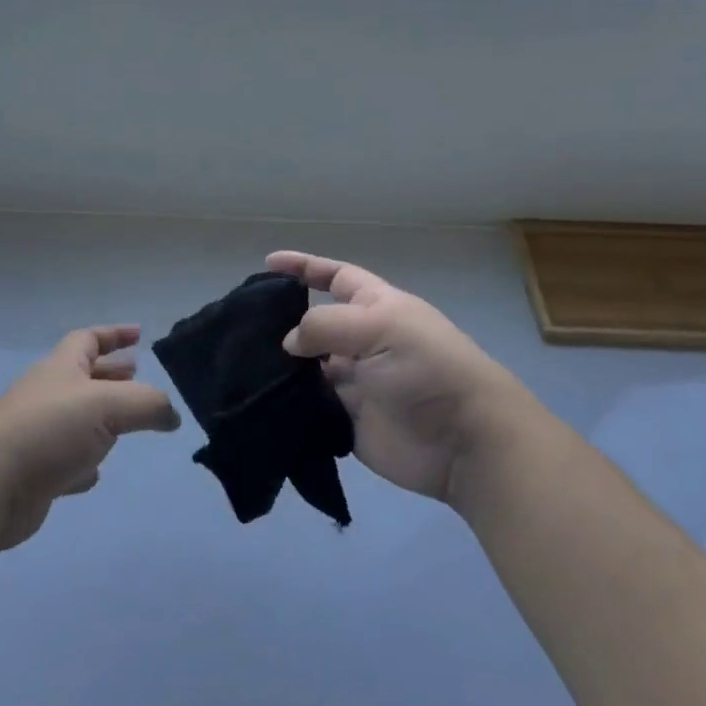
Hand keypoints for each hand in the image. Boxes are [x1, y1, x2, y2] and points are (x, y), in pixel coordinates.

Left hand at [0, 325, 179, 551]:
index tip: (139, 334)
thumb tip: (172, 415)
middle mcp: (49, 395)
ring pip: (77, 419)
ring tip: (127, 423)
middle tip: (137, 375)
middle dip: (111, 373)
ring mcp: (39, 434)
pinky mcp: (35, 472)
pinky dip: (84, 462)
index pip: (89, 339)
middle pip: (84, 376)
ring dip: (102, 419)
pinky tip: (95, 473)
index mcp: (62, 369)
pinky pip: (66, 461)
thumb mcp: (109, 405)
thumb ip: (148, 405)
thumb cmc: (49, 430)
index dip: (115, 334)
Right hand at [267, 251, 538, 510]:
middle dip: (283, 320)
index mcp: (376, 309)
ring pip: (306, 367)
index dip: (305, 267)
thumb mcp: (380, 327)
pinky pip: (309, 406)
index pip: (335, 278)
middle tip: (243, 325)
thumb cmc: (426, 368)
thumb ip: (326, 326)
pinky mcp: (346, 420)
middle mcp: (362, 342)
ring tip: (241, 363)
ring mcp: (354, 382)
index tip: (269, 264)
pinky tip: (258, 398)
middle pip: (314, 324)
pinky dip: (287, 402)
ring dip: (280, 365)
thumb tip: (289, 341)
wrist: (464, 441)